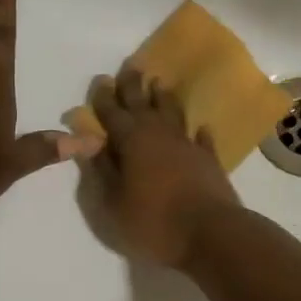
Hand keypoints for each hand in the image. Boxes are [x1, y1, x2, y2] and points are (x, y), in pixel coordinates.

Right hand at [86, 67, 240, 266]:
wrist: (211, 234)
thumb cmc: (153, 222)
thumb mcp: (113, 203)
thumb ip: (101, 171)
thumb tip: (90, 145)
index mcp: (131, 141)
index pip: (112, 113)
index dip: (104, 98)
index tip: (101, 80)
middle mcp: (158, 135)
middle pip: (143, 104)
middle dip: (133, 85)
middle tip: (131, 66)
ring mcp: (187, 145)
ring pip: (173, 113)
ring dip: (163, 98)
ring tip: (159, 83)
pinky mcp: (209, 160)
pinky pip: (202, 139)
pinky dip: (199, 132)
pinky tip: (201, 127)